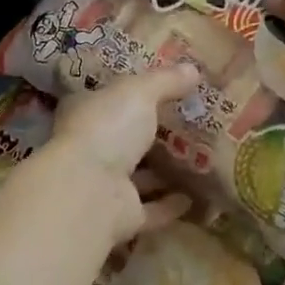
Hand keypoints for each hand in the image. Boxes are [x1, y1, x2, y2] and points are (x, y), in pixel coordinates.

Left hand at [42, 64, 199, 243]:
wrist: (90, 191)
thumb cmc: (107, 128)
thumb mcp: (138, 93)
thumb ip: (165, 81)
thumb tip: (193, 68)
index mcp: (85, 113)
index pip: (105, 99)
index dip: (128, 94)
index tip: (159, 91)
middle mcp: (90, 148)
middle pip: (123, 139)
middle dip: (149, 135)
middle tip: (188, 126)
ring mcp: (104, 185)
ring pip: (138, 176)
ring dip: (162, 172)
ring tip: (199, 161)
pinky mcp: (121, 216)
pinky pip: (151, 209)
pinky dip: (170, 204)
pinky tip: (196, 198)